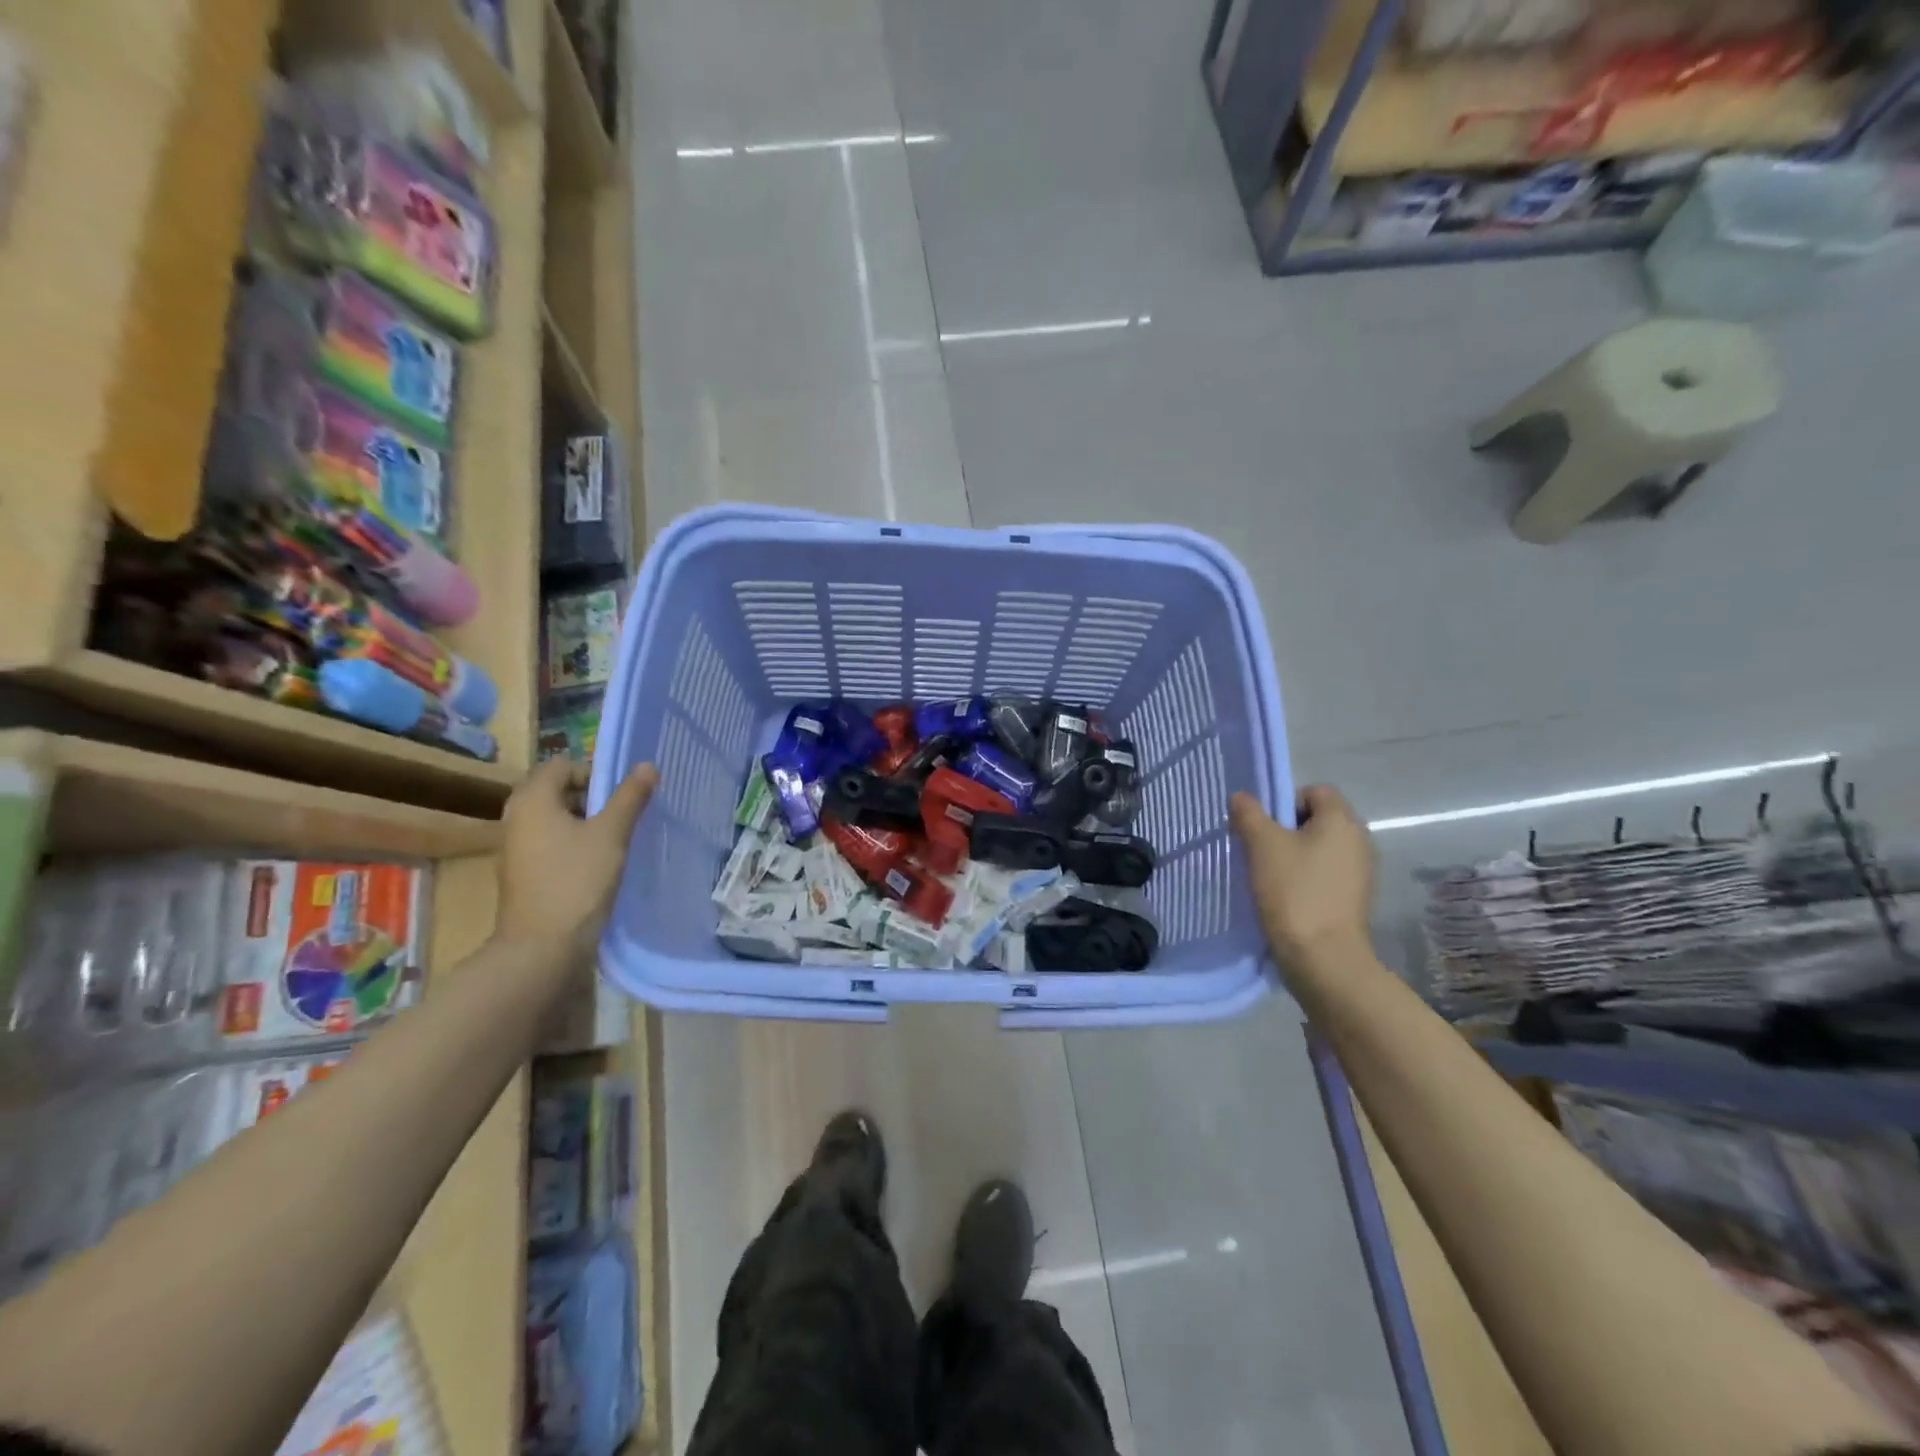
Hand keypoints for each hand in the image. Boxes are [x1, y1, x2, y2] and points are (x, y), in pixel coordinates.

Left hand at [497, 759, 657, 954]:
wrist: (543, 946)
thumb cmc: (576, 880)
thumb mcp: (611, 834)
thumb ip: (630, 797)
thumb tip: (647, 765)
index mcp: (532, 800)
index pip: (563, 765)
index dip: (594, 773)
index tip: (621, 797)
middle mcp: (517, 817)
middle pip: (558, 790)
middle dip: (593, 798)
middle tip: (623, 816)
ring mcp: (518, 847)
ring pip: (557, 818)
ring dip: (586, 823)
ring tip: (616, 840)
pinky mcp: (525, 872)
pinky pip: (552, 843)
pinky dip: (575, 844)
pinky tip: (599, 864)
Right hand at [1229, 785, 1374, 973]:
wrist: (1323, 957)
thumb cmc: (1293, 891)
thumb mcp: (1261, 845)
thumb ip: (1248, 814)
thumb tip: (1241, 796)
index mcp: (1341, 820)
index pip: (1315, 791)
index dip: (1285, 800)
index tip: (1263, 825)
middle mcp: (1359, 840)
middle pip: (1319, 818)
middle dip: (1287, 829)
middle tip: (1259, 848)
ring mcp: (1361, 871)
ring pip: (1321, 847)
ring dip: (1295, 854)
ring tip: (1269, 874)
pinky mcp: (1355, 897)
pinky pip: (1327, 873)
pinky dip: (1307, 877)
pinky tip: (1286, 895)